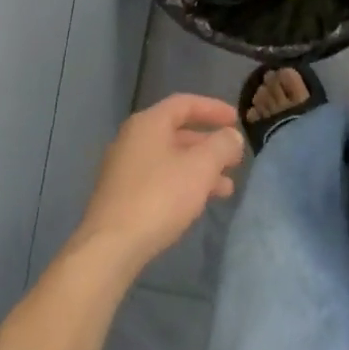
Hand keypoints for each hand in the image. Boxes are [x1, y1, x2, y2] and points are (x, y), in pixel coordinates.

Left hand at [69, 94, 244, 275]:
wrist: (112, 245)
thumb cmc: (160, 197)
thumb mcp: (201, 167)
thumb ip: (222, 145)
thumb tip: (231, 136)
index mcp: (148, 124)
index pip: (184, 103)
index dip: (213, 109)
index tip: (237, 120)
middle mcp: (132, 140)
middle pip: (177, 132)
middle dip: (210, 144)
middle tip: (235, 158)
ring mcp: (124, 168)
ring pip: (171, 159)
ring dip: (201, 168)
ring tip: (227, 188)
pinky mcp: (123, 194)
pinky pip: (160, 179)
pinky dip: (184, 183)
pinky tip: (200, 202)